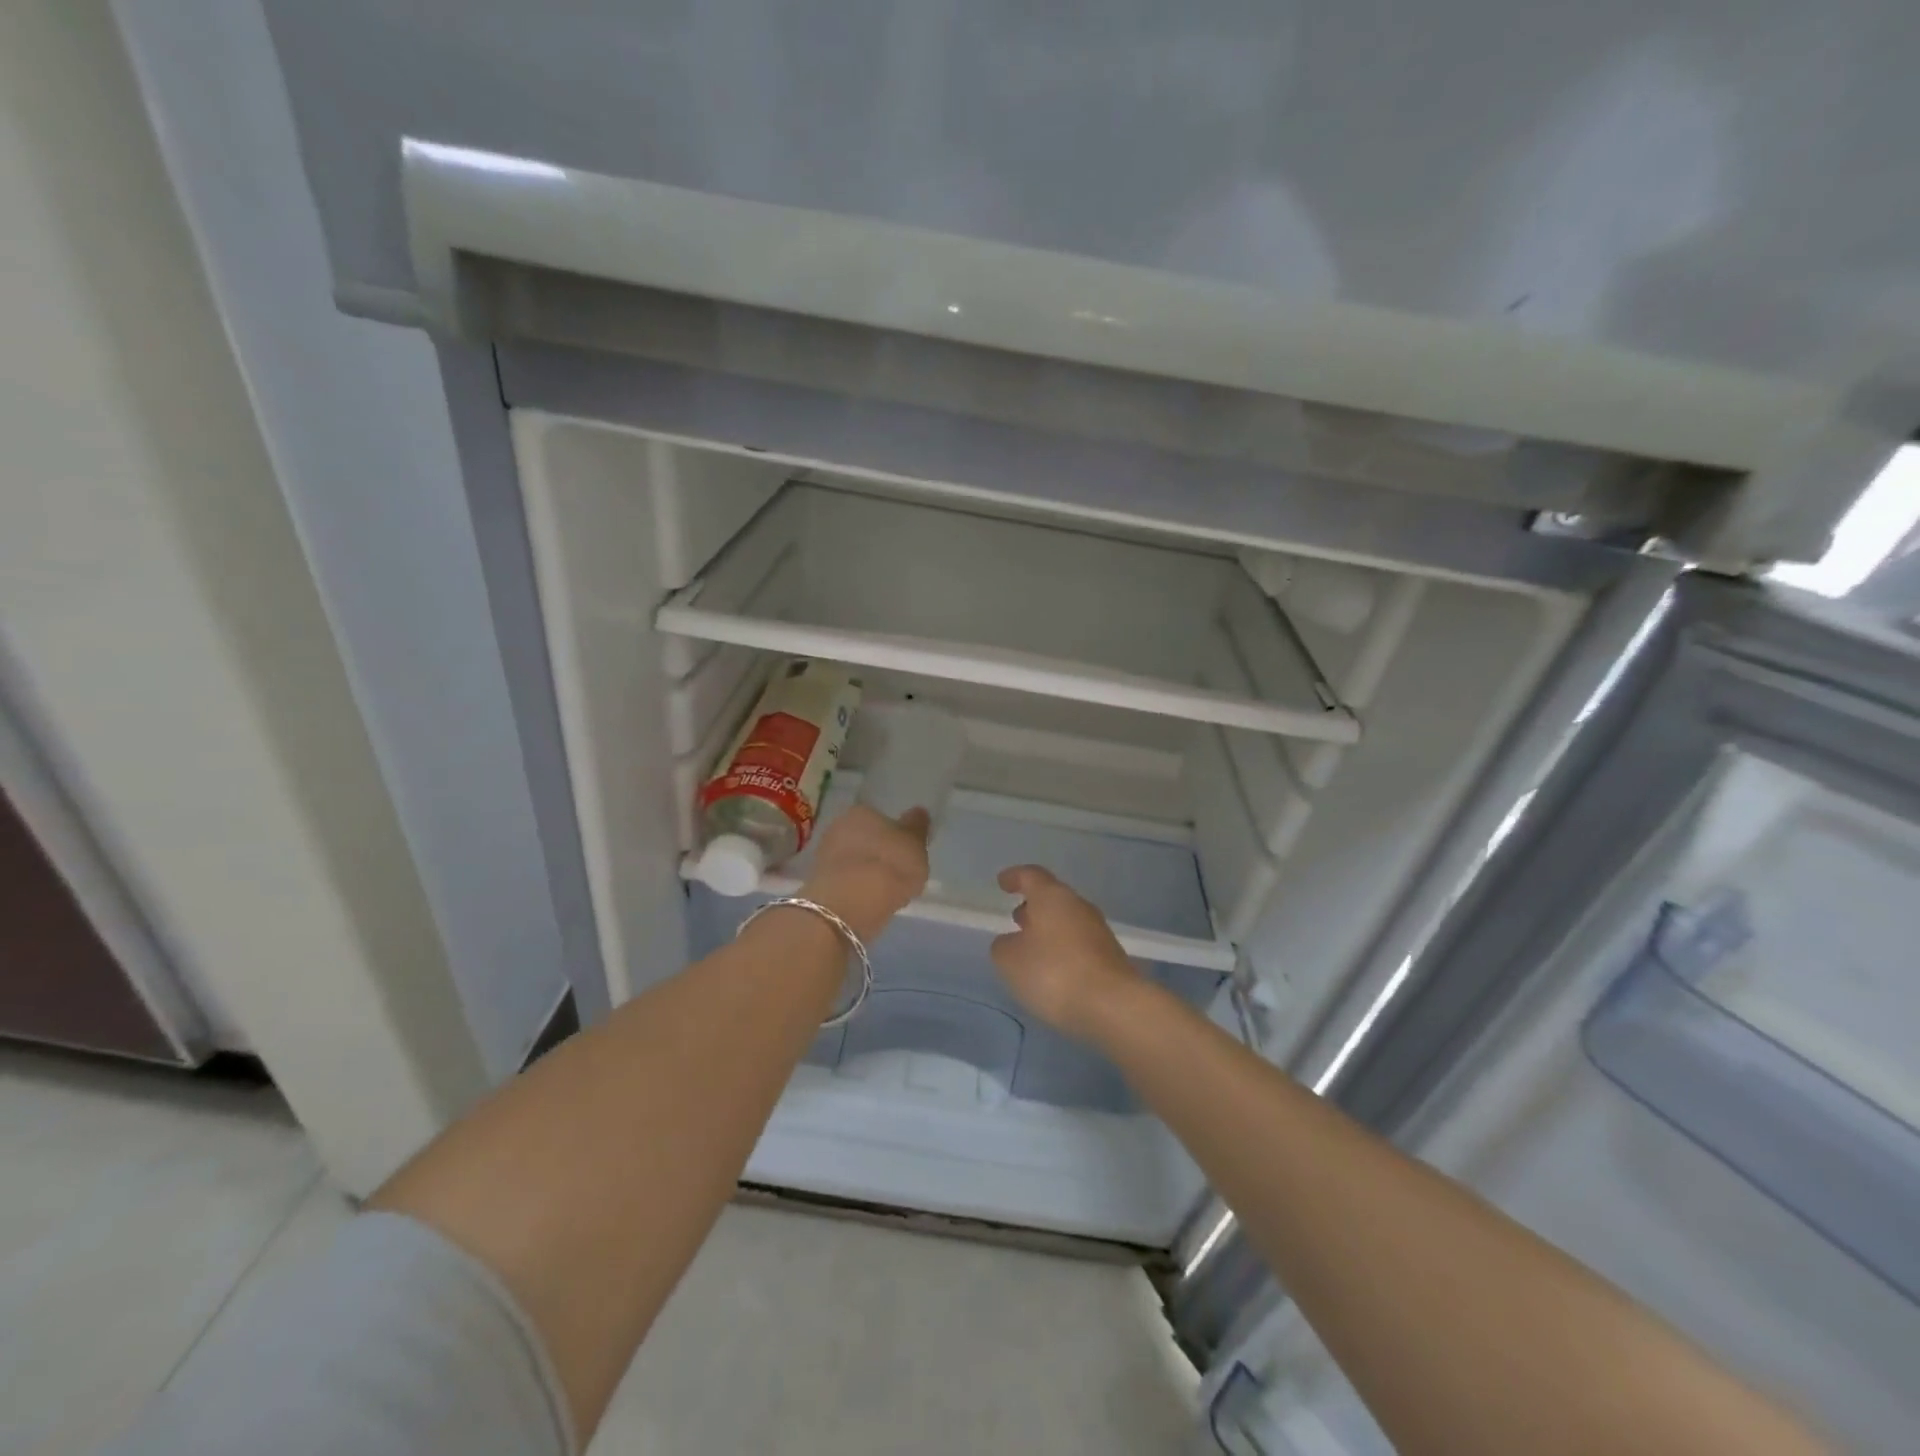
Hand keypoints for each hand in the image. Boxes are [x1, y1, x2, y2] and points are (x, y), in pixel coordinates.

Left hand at [800, 805, 930, 941]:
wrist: (851, 902)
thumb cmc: (890, 865)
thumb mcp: (916, 845)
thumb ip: (917, 828)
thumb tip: (918, 812)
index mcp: (863, 811)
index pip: (880, 819)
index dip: (893, 836)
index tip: (902, 853)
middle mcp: (839, 826)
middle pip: (863, 838)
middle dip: (875, 851)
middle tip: (894, 872)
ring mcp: (824, 854)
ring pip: (851, 859)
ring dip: (863, 870)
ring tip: (881, 891)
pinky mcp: (817, 881)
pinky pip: (843, 880)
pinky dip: (853, 887)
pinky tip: (866, 901)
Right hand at [990, 865, 1143, 1040]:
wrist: (1113, 1005)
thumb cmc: (1054, 973)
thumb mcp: (1010, 961)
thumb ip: (1004, 946)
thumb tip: (1012, 942)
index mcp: (1052, 897)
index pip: (1031, 876)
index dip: (1015, 877)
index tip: (1002, 882)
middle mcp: (1078, 906)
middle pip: (1052, 898)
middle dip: (1033, 906)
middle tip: (1016, 918)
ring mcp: (1098, 931)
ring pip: (1067, 921)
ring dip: (1048, 930)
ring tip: (1031, 948)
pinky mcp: (1110, 957)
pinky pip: (1079, 944)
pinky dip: (1063, 950)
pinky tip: (1053, 970)